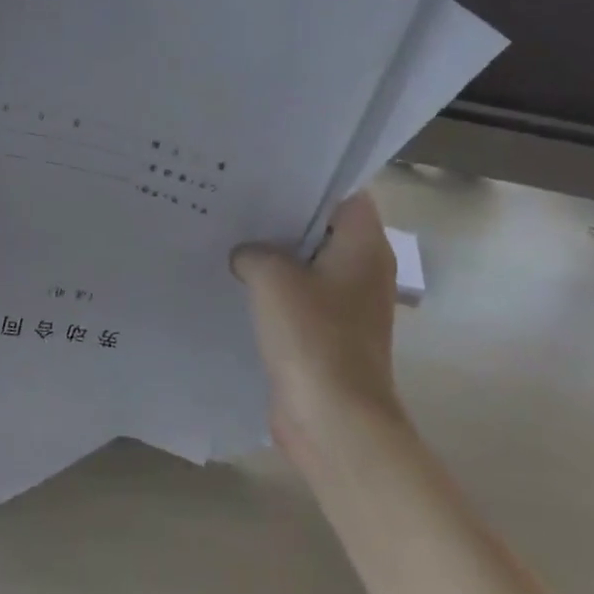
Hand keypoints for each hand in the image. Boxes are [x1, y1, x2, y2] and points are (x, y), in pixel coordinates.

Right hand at [231, 193, 407, 455]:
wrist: (333, 419)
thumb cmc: (312, 338)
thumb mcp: (273, 278)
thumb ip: (254, 252)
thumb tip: (246, 255)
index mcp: (364, 247)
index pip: (346, 195)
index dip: (310, 181)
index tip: (267, 174)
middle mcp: (362, 270)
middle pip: (323, 228)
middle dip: (282, 216)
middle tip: (236, 199)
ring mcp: (345, 304)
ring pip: (306, 264)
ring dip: (273, 254)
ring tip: (228, 235)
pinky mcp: (325, 333)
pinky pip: (298, 297)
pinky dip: (272, 289)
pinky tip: (234, 282)